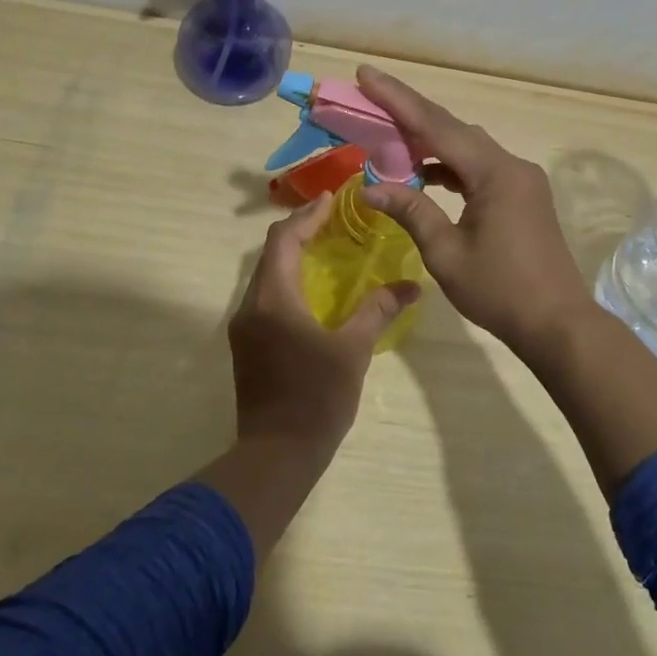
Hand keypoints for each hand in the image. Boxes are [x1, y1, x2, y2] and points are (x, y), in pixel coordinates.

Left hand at [227, 195, 420, 457]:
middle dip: (300, 231)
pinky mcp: (247, 344)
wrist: (275, 455)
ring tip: (327, 247)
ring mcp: (244, 326)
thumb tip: (412, 285)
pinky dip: (287, 280)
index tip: (332, 200)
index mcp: (273, 299)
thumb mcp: (353, 350)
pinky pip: (265, 296)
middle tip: (334, 220)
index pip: (284, 240)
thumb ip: (378, 311)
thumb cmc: (316, 399)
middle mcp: (251, 306)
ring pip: (266, 275)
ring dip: (292, 256)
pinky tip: (313, 288)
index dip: (307, 216)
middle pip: (271, 253)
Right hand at [355, 66, 599, 355]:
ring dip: (429, 142)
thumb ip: (411, 211)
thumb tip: (370, 187)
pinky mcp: (522, 194)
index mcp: (494, 173)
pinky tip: (425, 175)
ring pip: (467, 147)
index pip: (436, 126)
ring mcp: (521, 179)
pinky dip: (449, 166)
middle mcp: (511, 165)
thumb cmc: (500, 291)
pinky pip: (479, 167)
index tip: (367, 74)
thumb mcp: (446, 253)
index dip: (397, 99)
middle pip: (453, 129)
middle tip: (370, 98)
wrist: (558, 324)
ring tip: (389, 140)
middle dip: (409, 113)